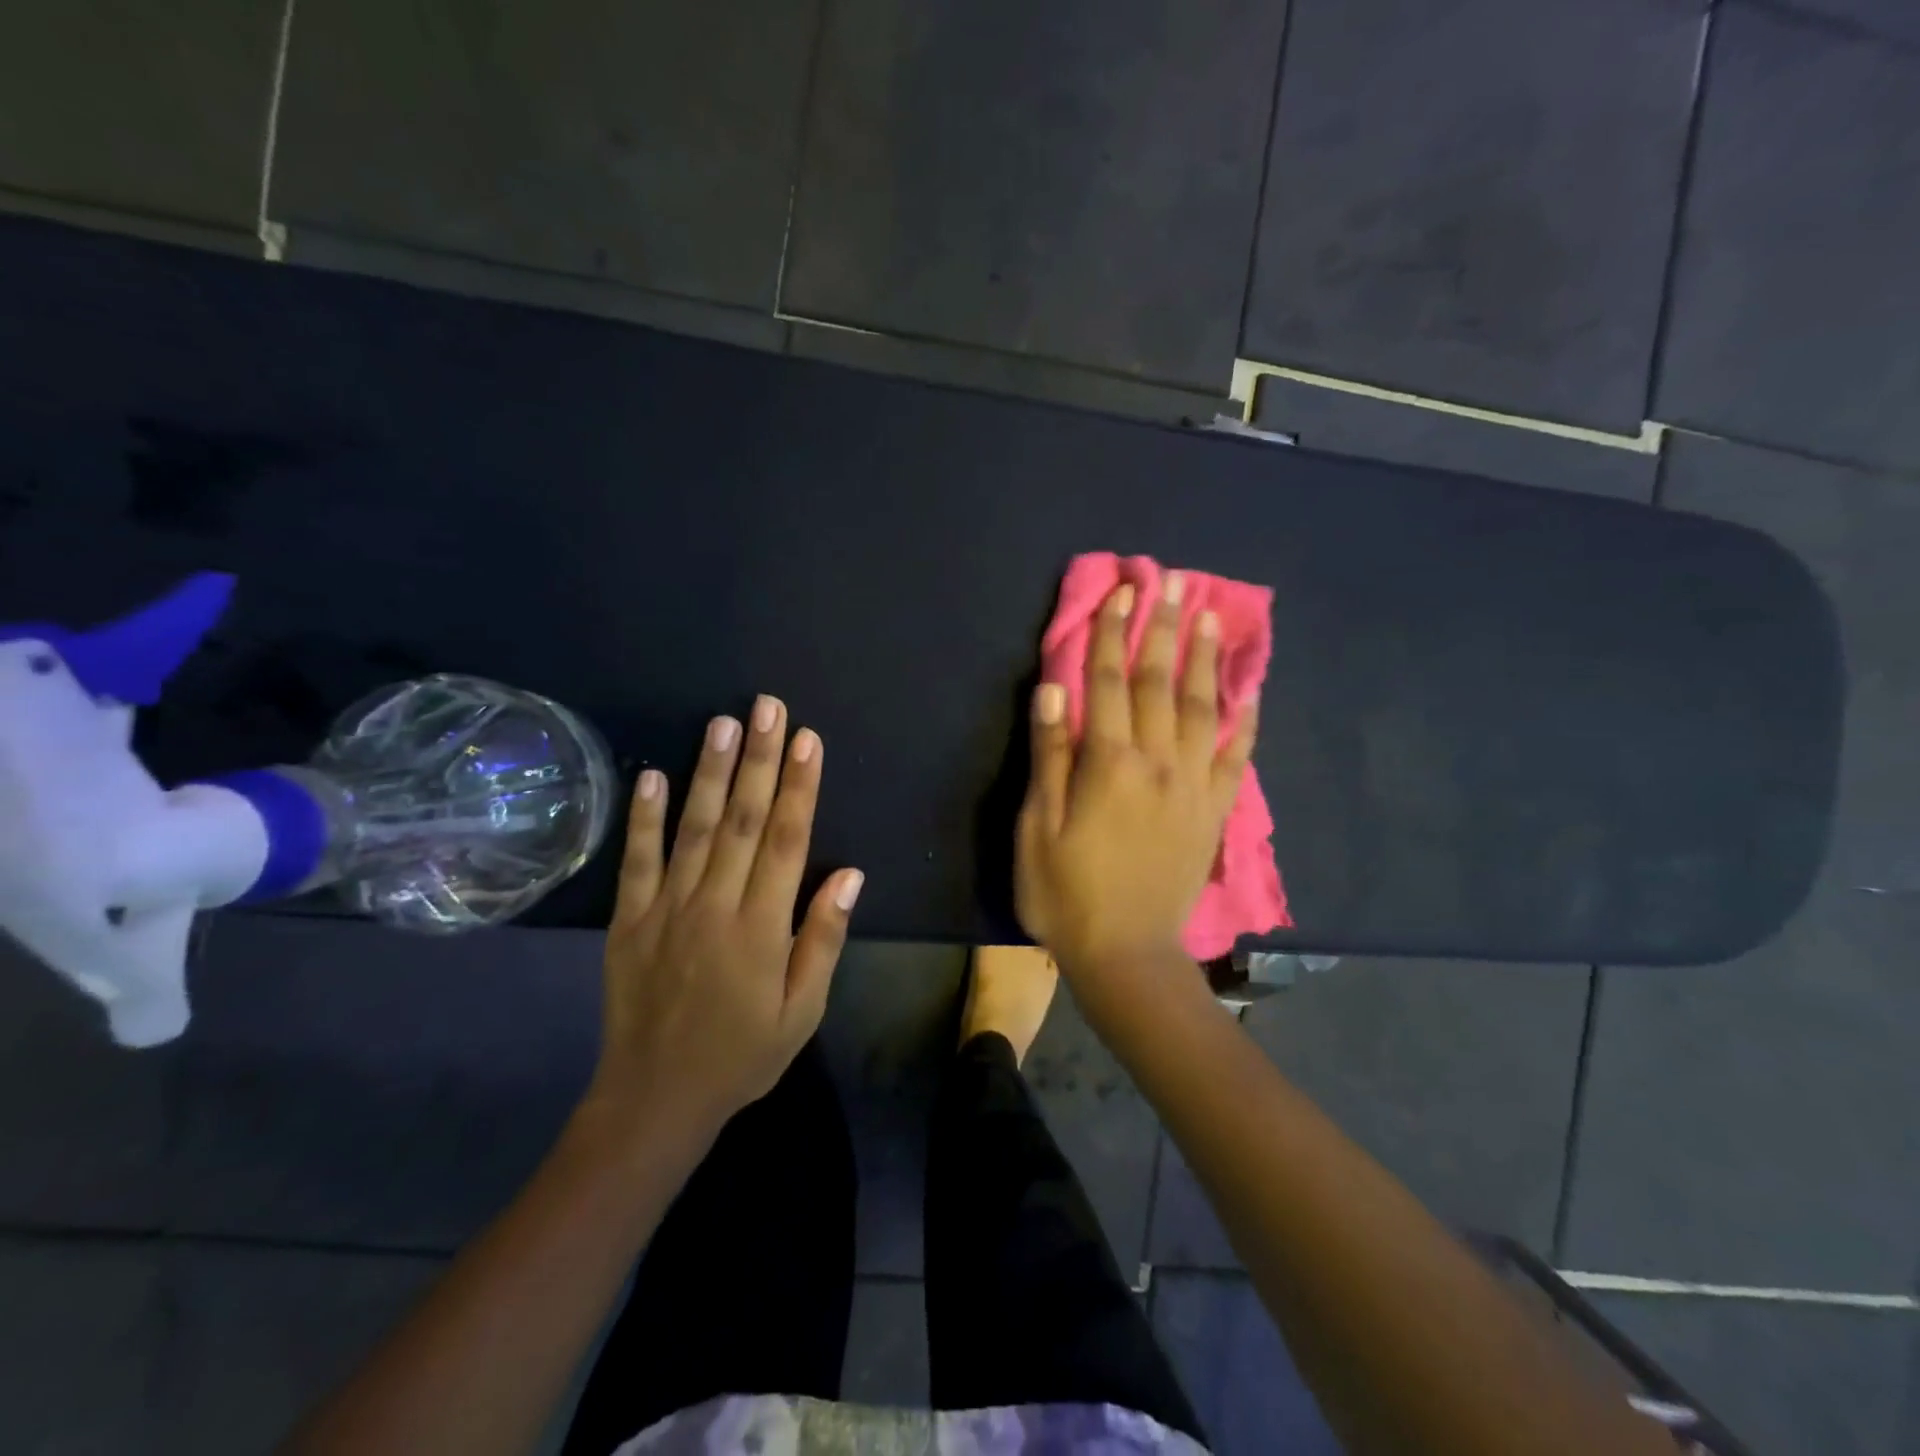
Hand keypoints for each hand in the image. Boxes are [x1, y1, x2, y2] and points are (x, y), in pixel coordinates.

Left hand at [583, 696, 863, 1144]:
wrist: (655, 1098)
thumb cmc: (742, 1054)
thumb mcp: (801, 1012)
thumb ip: (823, 939)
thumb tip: (850, 874)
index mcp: (762, 928)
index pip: (788, 840)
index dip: (801, 786)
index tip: (808, 739)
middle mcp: (714, 906)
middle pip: (743, 820)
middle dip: (760, 759)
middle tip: (768, 707)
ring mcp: (666, 909)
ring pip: (693, 828)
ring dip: (710, 772)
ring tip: (723, 723)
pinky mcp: (629, 919)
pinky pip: (636, 860)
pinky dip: (643, 817)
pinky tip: (653, 774)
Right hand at [1015, 575, 1255, 981]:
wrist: (1127, 954)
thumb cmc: (1066, 893)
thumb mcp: (1037, 828)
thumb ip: (1048, 757)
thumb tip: (1053, 690)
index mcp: (1108, 764)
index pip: (1108, 683)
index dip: (1111, 634)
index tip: (1121, 592)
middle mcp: (1158, 763)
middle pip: (1161, 683)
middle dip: (1165, 628)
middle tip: (1174, 581)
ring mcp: (1194, 786)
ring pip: (1205, 709)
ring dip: (1207, 659)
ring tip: (1213, 617)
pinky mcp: (1214, 811)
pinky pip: (1236, 756)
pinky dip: (1245, 721)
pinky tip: (1251, 693)